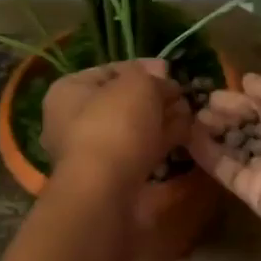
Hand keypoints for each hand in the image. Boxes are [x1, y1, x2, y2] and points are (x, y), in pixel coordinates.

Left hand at [42, 59, 188, 181]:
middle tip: (185, 96)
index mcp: (67, 92)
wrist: (106, 192)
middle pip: (122, 103)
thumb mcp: (137, 84)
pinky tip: (187, 139)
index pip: (108, 71)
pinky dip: (162, 146)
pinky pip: (141, 155)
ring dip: (162, 122)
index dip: (142, 68)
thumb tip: (163, 79)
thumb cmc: (114, 125)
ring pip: (133, 131)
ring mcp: (92, 155)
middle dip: (156, 98)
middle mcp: (72, 123)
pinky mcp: (112, 181)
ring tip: (193, 116)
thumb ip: (152, 76)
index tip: (170, 71)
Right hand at [189, 71, 260, 232]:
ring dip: (214, 132)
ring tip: (189, 119)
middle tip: (199, 105)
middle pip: (250, 125)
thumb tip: (245, 80)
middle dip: (226, 113)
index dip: (242, 97)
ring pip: (237, 147)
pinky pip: (227, 170)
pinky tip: (188, 139)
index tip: (215, 91)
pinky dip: (208, 155)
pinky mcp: (253, 191)